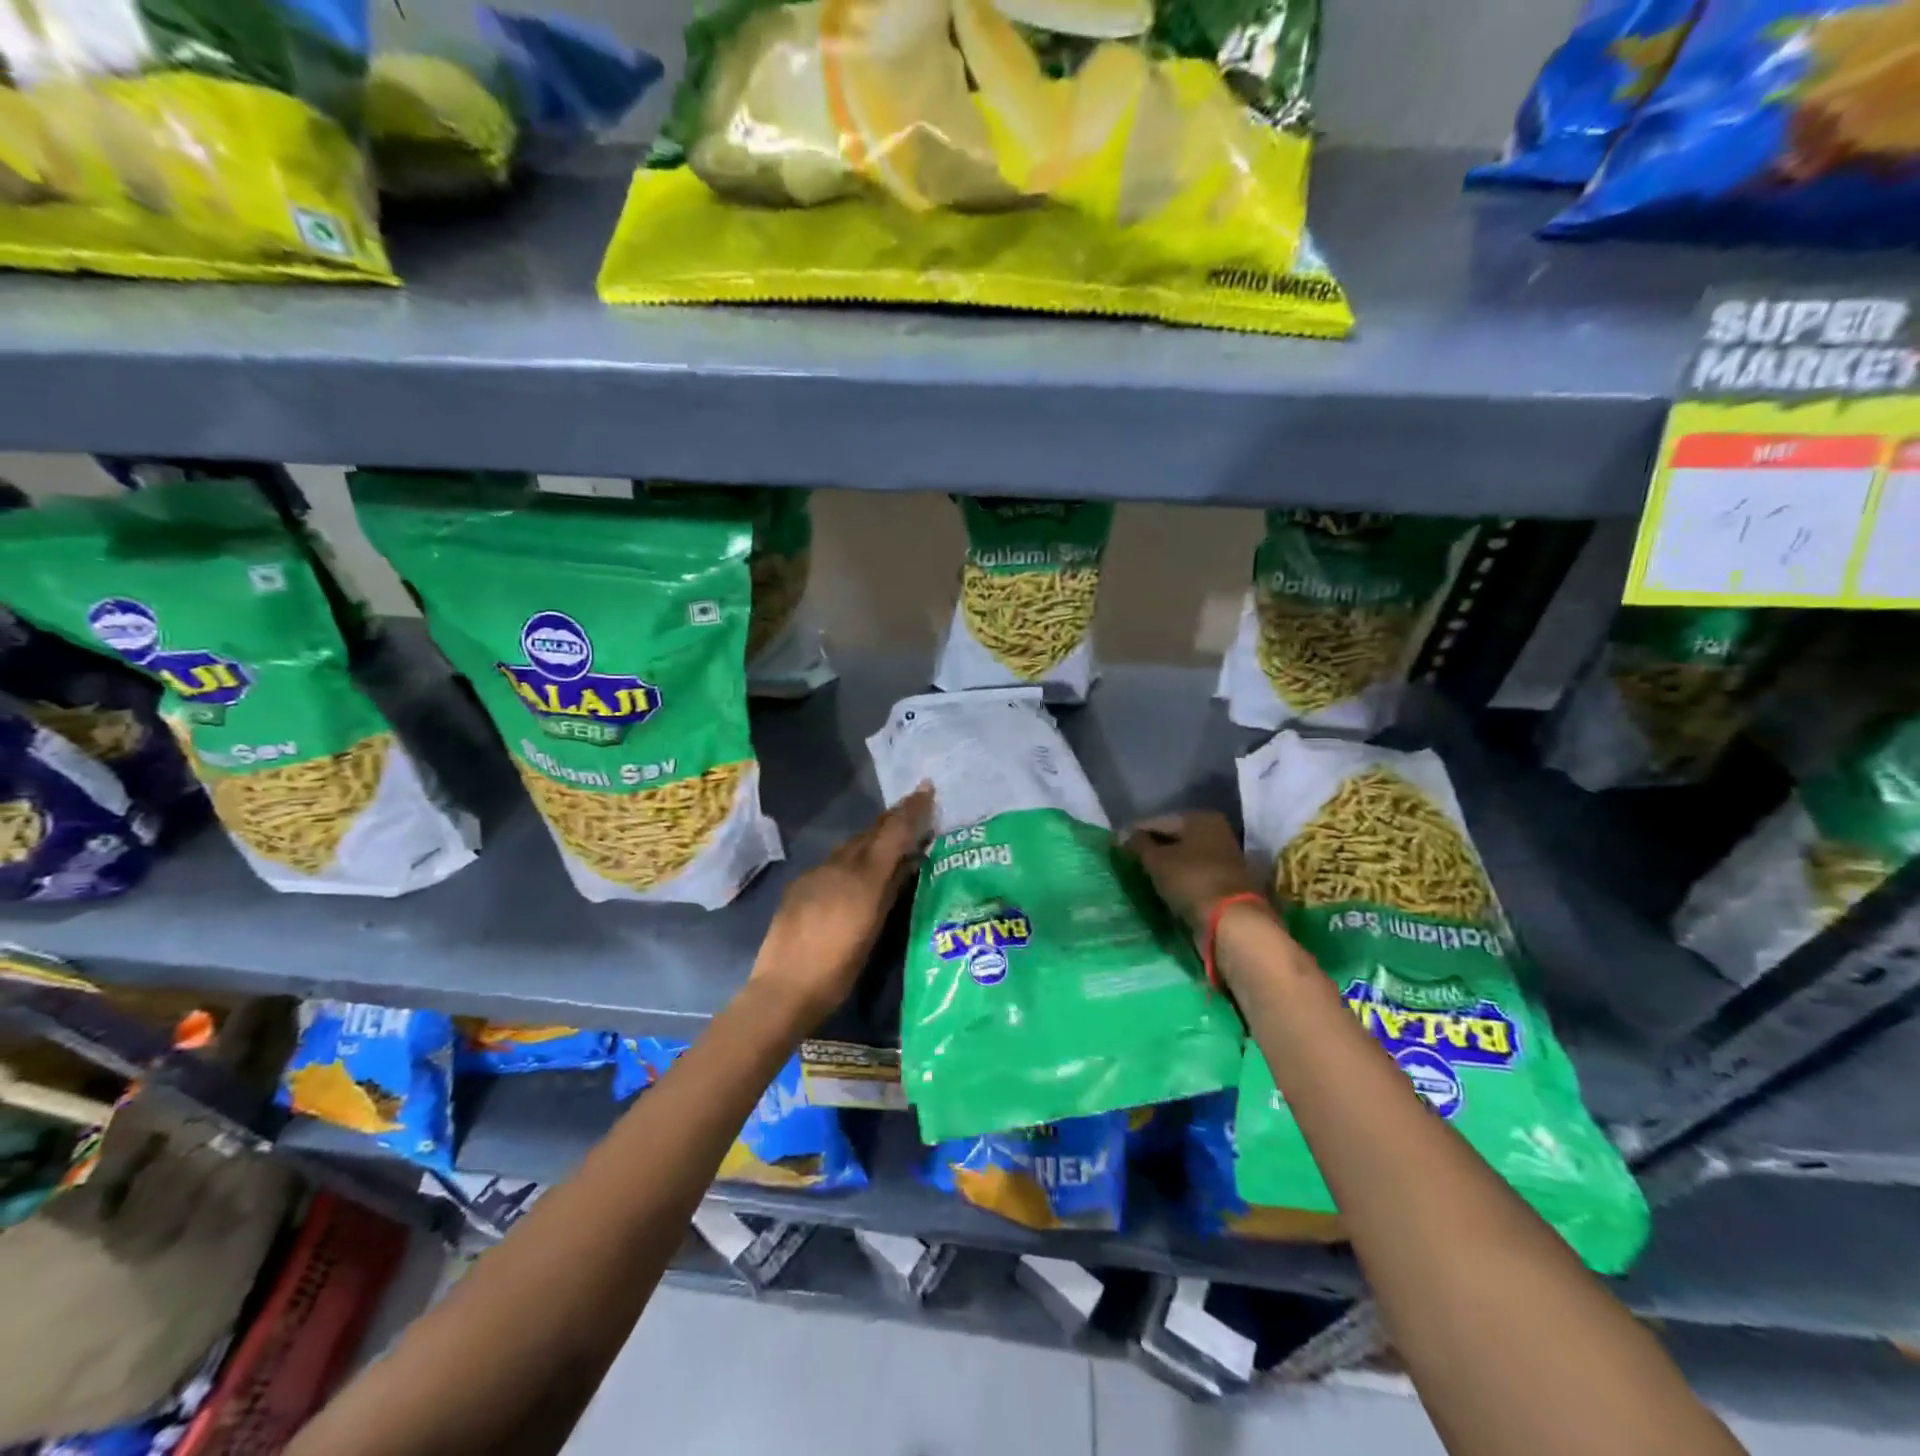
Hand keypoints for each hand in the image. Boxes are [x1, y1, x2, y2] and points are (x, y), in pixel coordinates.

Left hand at [747, 783, 933, 1029]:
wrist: (784, 988)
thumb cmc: (839, 968)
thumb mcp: (875, 929)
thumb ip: (892, 890)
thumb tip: (909, 861)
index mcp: (864, 876)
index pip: (893, 832)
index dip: (911, 810)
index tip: (926, 788)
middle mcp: (840, 865)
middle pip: (871, 832)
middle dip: (893, 818)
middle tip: (913, 806)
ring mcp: (816, 872)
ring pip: (851, 845)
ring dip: (872, 836)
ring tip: (889, 836)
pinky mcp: (800, 885)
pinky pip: (833, 860)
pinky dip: (851, 856)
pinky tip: (855, 869)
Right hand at [1124, 811, 1268, 939]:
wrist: (1230, 921)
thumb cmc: (1190, 880)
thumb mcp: (1156, 860)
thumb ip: (1138, 844)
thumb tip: (1122, 834)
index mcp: (1201, 818)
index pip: (1159, 821)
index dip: (1136, 833)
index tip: (1117, 845)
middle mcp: (1216, 832)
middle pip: (1174, 838)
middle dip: (1152, 849)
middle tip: (1129, 861)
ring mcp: (1224, 857)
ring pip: (1184, 857)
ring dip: (1165, 865)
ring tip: (1143, 875)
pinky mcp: (1225, 881)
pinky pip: (1193, 874)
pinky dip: (1178, 878)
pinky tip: (1163, 887)